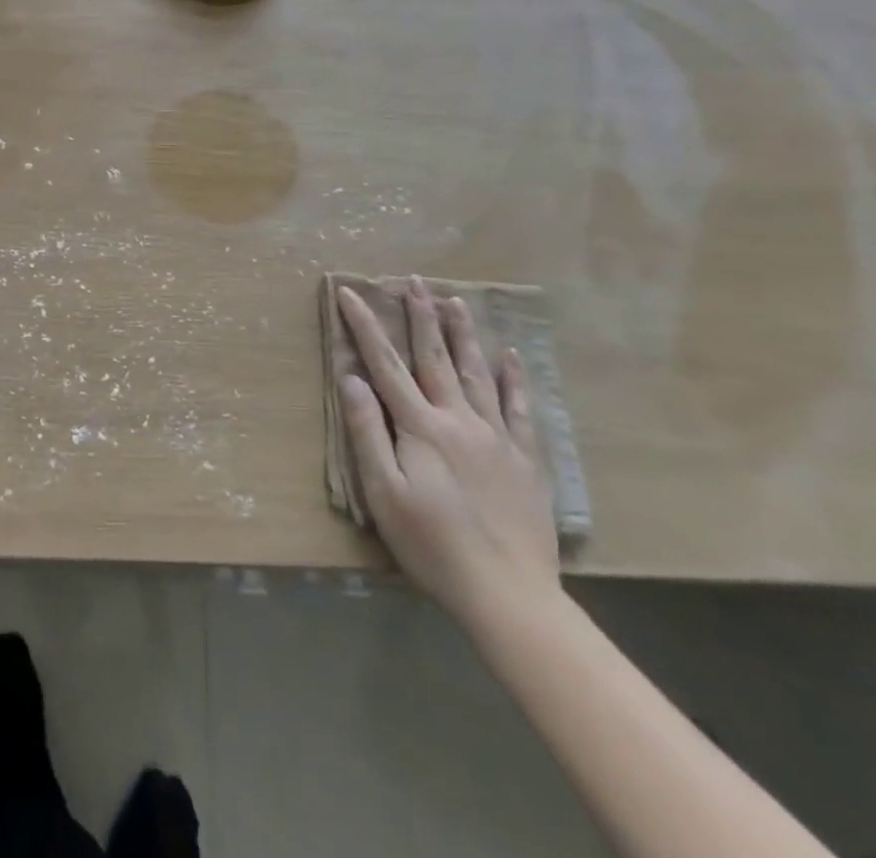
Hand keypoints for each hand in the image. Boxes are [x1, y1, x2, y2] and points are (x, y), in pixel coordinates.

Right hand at [336, 276, 559, 627]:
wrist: (509, 595)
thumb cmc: (432, 545)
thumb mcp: (384, 493)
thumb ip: (368, 432)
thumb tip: (352, 379)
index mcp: (421, 427)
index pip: (386, 365)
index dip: (365, 327)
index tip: (350, 293)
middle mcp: (459, 420)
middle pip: (435, 358)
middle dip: (421, 316)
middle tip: (414, 281)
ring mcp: (497, 437)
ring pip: (477, 373)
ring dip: (463, 334)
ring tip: (455, 301)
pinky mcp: (525, 460)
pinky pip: (520, 409)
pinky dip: (513, 379)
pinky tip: (510, 357)